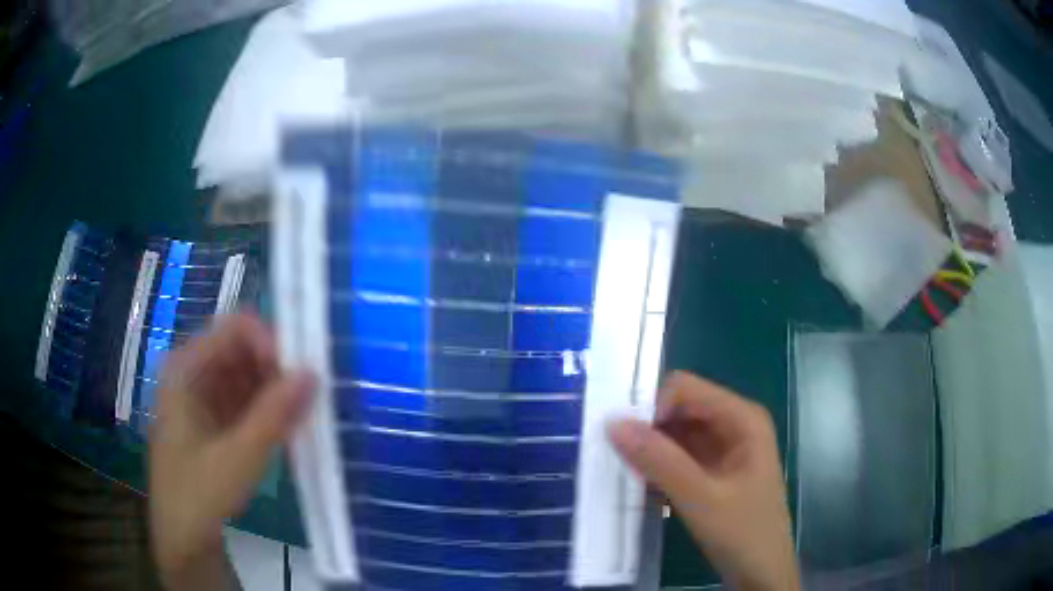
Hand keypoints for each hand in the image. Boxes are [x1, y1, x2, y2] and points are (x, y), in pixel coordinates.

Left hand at [148, 314, 313, 589]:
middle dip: (277, 369)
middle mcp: (193, 373)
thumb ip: (274, 414)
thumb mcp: (239, 458)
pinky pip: (247, 400)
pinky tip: (287, 430)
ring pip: (248, 375)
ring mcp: (203, 396)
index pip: (234, 328)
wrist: (183, 539)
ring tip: (301, 418)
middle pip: (242, 349)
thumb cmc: (199, 495)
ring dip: (276, 391)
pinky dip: (269, 410)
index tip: (299, 376)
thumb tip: (313, 373)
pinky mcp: (215, 419)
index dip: (270, 342)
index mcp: (186, 368)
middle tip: (307, 401)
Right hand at [608, 372, 797, 590]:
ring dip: (648, 451)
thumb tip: (612, 423)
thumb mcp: (700, 499)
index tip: (623, 440)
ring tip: (621, 472)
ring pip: (674, 435)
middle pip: (679, 410)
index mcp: (742, 418)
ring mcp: (723, 449)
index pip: (685, 389)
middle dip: (646, 429)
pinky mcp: (712, 472)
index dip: (652, 407)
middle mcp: (733, 425)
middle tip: (612, 456)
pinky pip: (677, 458)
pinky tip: (640, 487)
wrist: (761, 573)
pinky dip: (657, 468)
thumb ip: (659, 461)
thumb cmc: (743, 533)